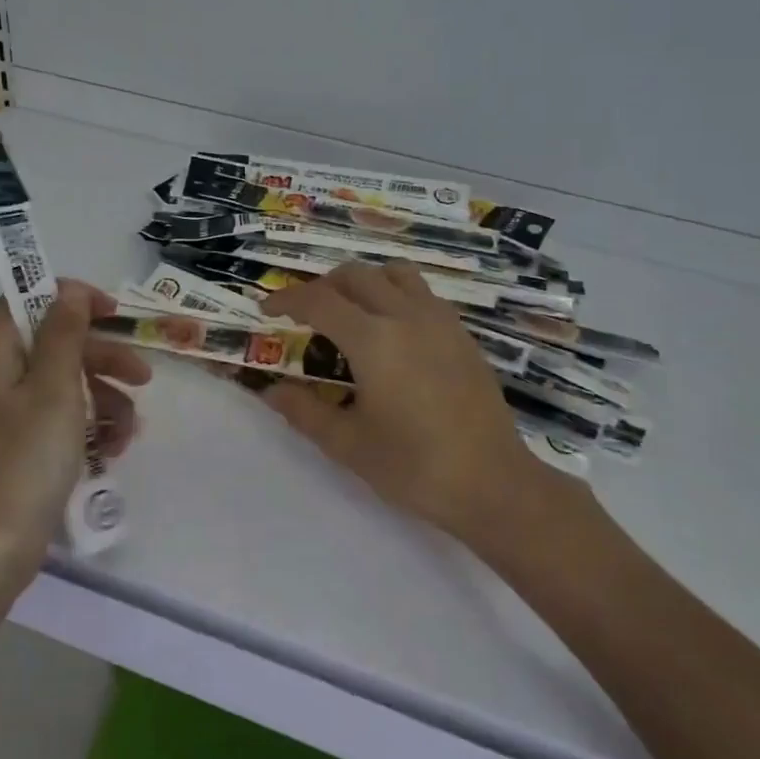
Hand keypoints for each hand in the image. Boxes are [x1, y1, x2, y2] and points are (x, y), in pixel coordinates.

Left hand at [0, 282, 150, 576]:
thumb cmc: (24, 461)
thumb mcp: (53, 389)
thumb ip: (63, 333)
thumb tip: (68, 290)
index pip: (26, 300)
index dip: (71, 299)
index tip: (114, 314)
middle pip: (51, 345)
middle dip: (101, 358)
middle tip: (143, 377)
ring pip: (59, 385)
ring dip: (102, 399)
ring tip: (131, 431)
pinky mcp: (12, 449)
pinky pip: (53, 420)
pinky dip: (85, 427)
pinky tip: (112, 450)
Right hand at [261, 262, 592, 551]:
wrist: (493, 484)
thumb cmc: (414, 467)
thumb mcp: (348, 445)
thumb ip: (304, 411)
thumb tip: (270, 390)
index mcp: (374, 340)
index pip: (319, 301)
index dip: (286, 299)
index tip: (266, 309)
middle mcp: (407, 316)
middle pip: (356, 275)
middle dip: (323, 287)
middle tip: (305, 315)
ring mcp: (440, 321)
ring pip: (394, 274)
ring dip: (364, 282)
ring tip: (351, 314)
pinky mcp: (462, 335)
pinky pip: (422, 294)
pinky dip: (395, 295)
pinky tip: (392, 334)